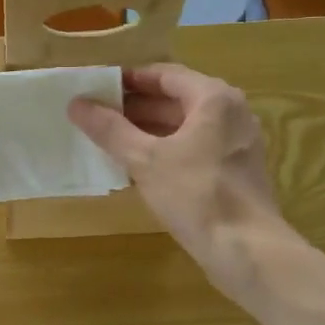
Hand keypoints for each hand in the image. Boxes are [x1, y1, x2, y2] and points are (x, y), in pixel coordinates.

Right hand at [68, 64, 293, 296]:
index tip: (96, 88)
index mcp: (214, 98)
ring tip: (109, 140)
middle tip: (97, 115)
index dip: (128, 79)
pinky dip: (166, 150)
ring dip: (148, 130)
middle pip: (175, 99)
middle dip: (135, 107)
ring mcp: (237, 142)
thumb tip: (76, 104)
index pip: (164, 74)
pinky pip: (195, 148)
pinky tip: (136, 167)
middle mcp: (231, 112)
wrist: (247, 250)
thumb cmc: (196, 195)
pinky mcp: (235, 170)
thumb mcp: (145, 160)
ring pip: (184, 126)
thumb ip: (110, 129)